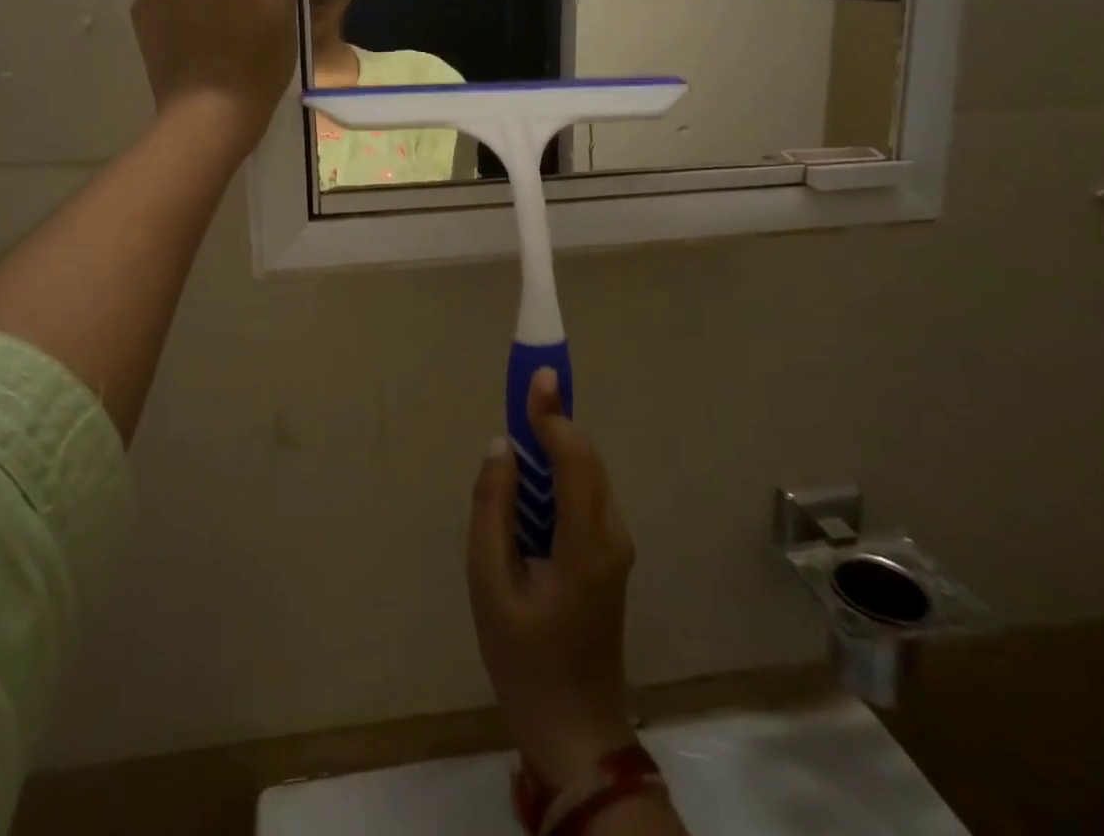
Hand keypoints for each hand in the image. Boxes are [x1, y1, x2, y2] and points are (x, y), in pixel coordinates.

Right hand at [468, 368, 637, 789]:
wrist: (574, 730)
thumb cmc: (524, 659)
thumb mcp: (490, 583)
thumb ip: (493, 507)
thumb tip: (501, 446)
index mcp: (586, 542)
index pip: (574, 458)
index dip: (553, 413)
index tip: (536, 374)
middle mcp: (611, 535)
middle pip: (585, 459)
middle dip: (555, 419)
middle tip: (524, 389)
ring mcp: (614, 546)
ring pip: (585, 475)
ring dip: (555, 446)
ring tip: (520, 426)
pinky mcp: (606, 556)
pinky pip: (582, 497)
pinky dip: (558, 473)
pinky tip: (529, 478)